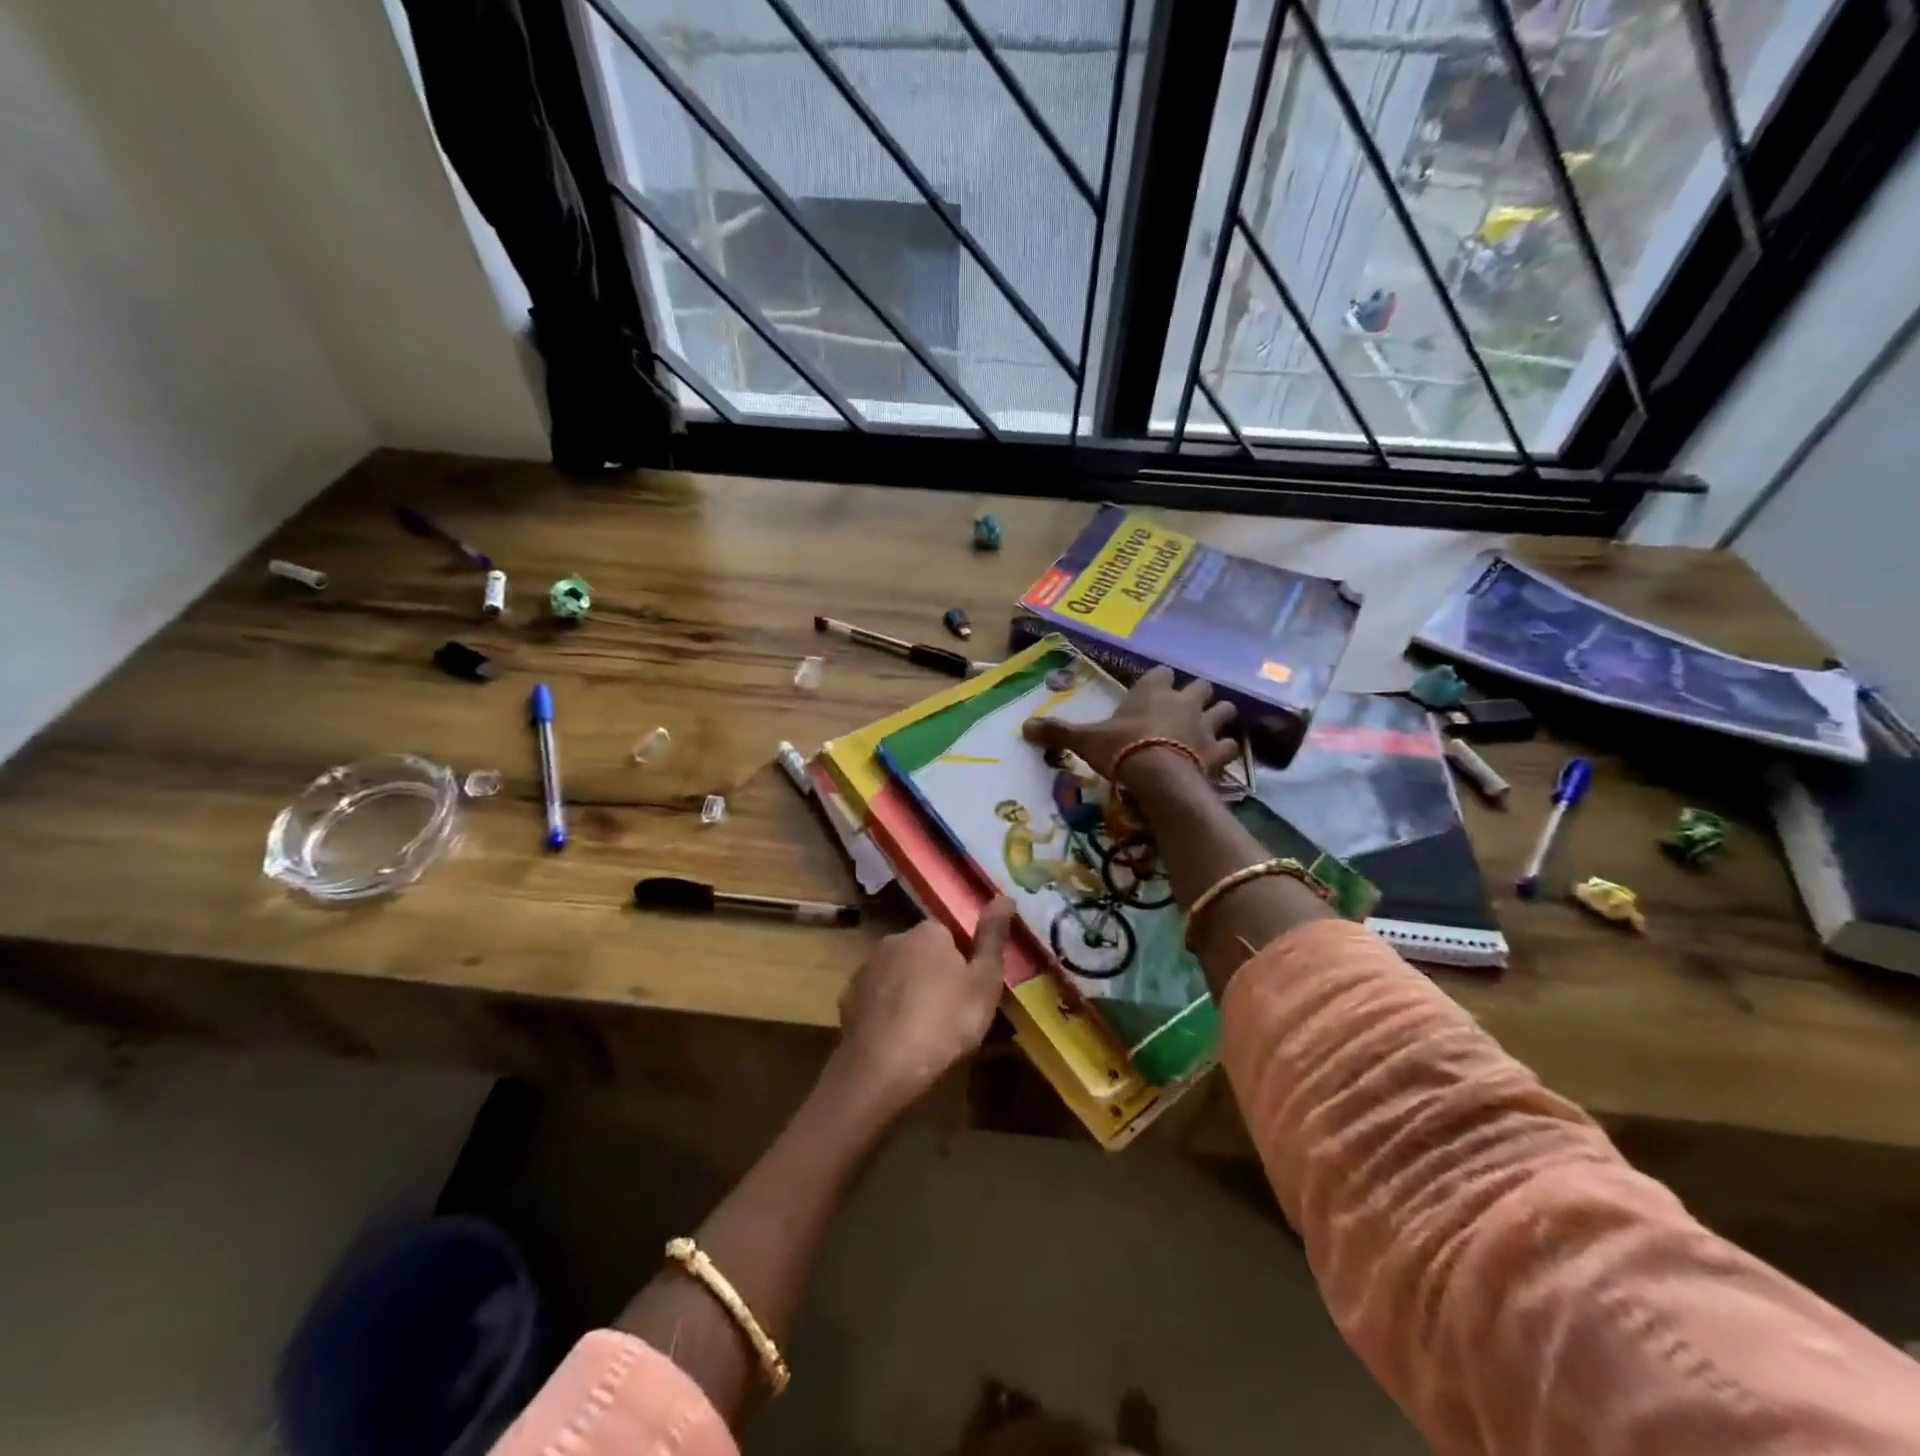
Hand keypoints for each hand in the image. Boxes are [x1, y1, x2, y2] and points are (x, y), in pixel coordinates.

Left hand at [835, 898, 1016, 1111]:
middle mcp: (893, 940)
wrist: (882, 1068)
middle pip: (921, 954)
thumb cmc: (944, 1023)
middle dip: (933, 976)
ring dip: (908, 993)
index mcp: (928, 932)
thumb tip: (1005, 896)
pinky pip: (876, 998)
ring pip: (897, 975)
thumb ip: (993, 938)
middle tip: (949, 1015)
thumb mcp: (984, 983)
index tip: (969, 994)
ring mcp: (866, 968)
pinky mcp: (848, 998)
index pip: (950, 936)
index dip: (962, 964)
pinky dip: (886, 1012)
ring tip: (922, 1032)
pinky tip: (896, 1039)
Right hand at [1022, 665, 1238, 787]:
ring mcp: (1205, 726)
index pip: (1162, 673)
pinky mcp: (1218, 752)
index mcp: (1152, 690)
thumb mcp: (1085, 740)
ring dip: (1218, 717)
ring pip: (1225, 710)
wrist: (1158, 777)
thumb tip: (1023, 727)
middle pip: (1201, 686)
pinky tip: (1218, 758)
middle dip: (1196, 695)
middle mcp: (1183, 701)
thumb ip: (1058, 732)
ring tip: (1206, 730)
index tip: (1152, 691)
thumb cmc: (1121, 748)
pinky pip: (1231, 746)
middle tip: (1183, 710)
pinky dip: (1226, 751)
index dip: (1159, 681)